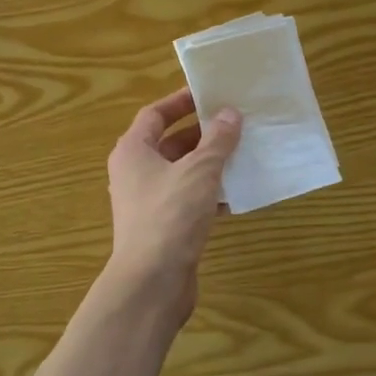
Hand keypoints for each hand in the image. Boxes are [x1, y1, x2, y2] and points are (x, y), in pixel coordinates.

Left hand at [105, 87, 241, 316]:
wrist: (152, 281)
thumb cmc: (170, 215)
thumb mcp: (199, 171)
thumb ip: (217, 141)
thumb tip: (229, 114)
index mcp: (133, 151)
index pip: (155, 114)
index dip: (180, 102)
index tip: (210, 94)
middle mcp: (134, 173)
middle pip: (169, 143)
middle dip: (202, 134)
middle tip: (235, 124)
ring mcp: (147, 202)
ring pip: (181, 173)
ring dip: (209, 164)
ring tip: (242, 154)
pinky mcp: (162, 227)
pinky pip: (187, 200)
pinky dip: (209, 194)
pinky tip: (236, 194)